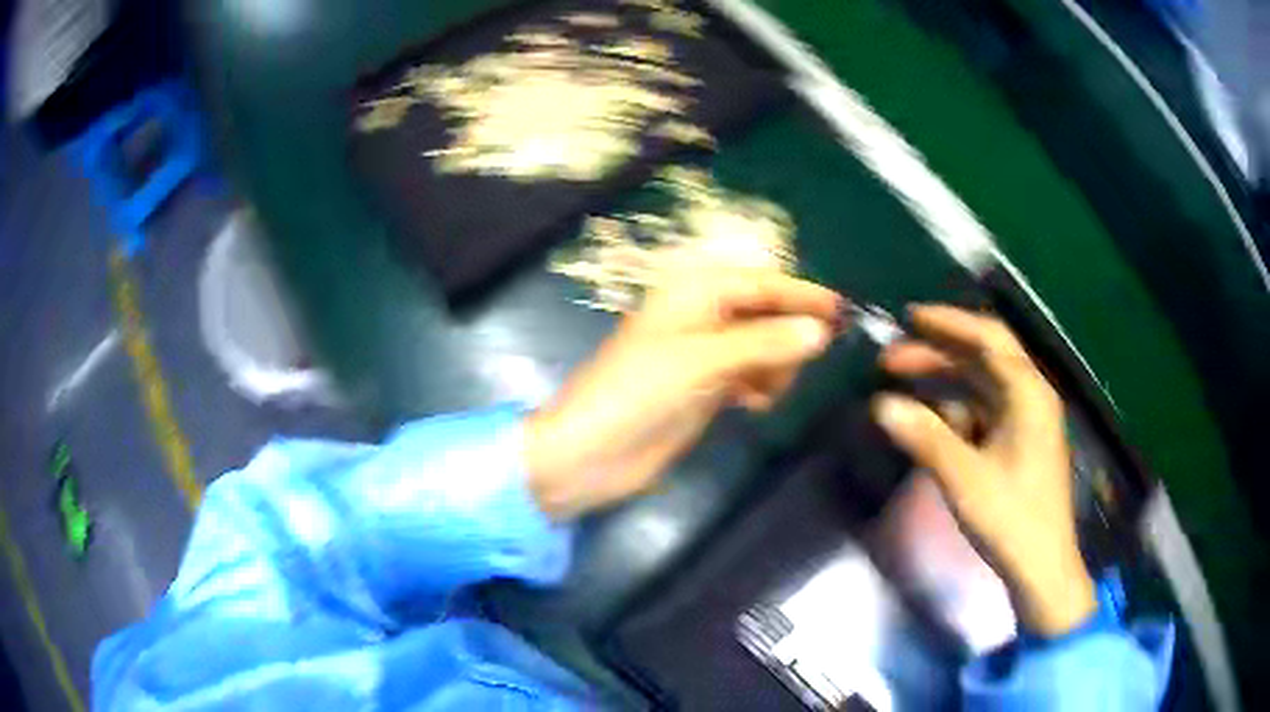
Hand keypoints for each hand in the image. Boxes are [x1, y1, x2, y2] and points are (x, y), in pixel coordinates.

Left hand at [525, 268, 839, 518]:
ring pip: (761, 348)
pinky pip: (750, 377)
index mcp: (692, 294)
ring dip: (775, 366)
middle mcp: (700, 318)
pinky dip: (760, 387)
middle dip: (788, 335)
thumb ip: (764, 344)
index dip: (801, 295)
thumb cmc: (637, 394)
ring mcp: (703, 356)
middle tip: (809, 360)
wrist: (591, 455)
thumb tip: (821, 330)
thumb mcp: (702, 362)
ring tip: (767, 392)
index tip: (842, 311)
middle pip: (764, 314)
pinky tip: (756, 405)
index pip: (760, 283)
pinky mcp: (704, 390)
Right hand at [872, 305, 1096, 636]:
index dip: (948, 322)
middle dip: (939, 351)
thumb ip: (925, 437)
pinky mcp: (1019, 443)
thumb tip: (881, 405)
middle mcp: (1030, 396)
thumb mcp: (965, 478)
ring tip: (903, 383)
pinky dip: (955, 409)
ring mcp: (1026, 420)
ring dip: (944, 380)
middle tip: (892, 358)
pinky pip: (984, 411)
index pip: (988, 338)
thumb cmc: (1011, 518)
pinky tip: (930, 420)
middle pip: (983, 356)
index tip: (908, 318)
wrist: (1041, 566)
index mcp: (1028, 393)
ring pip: (982, 384)